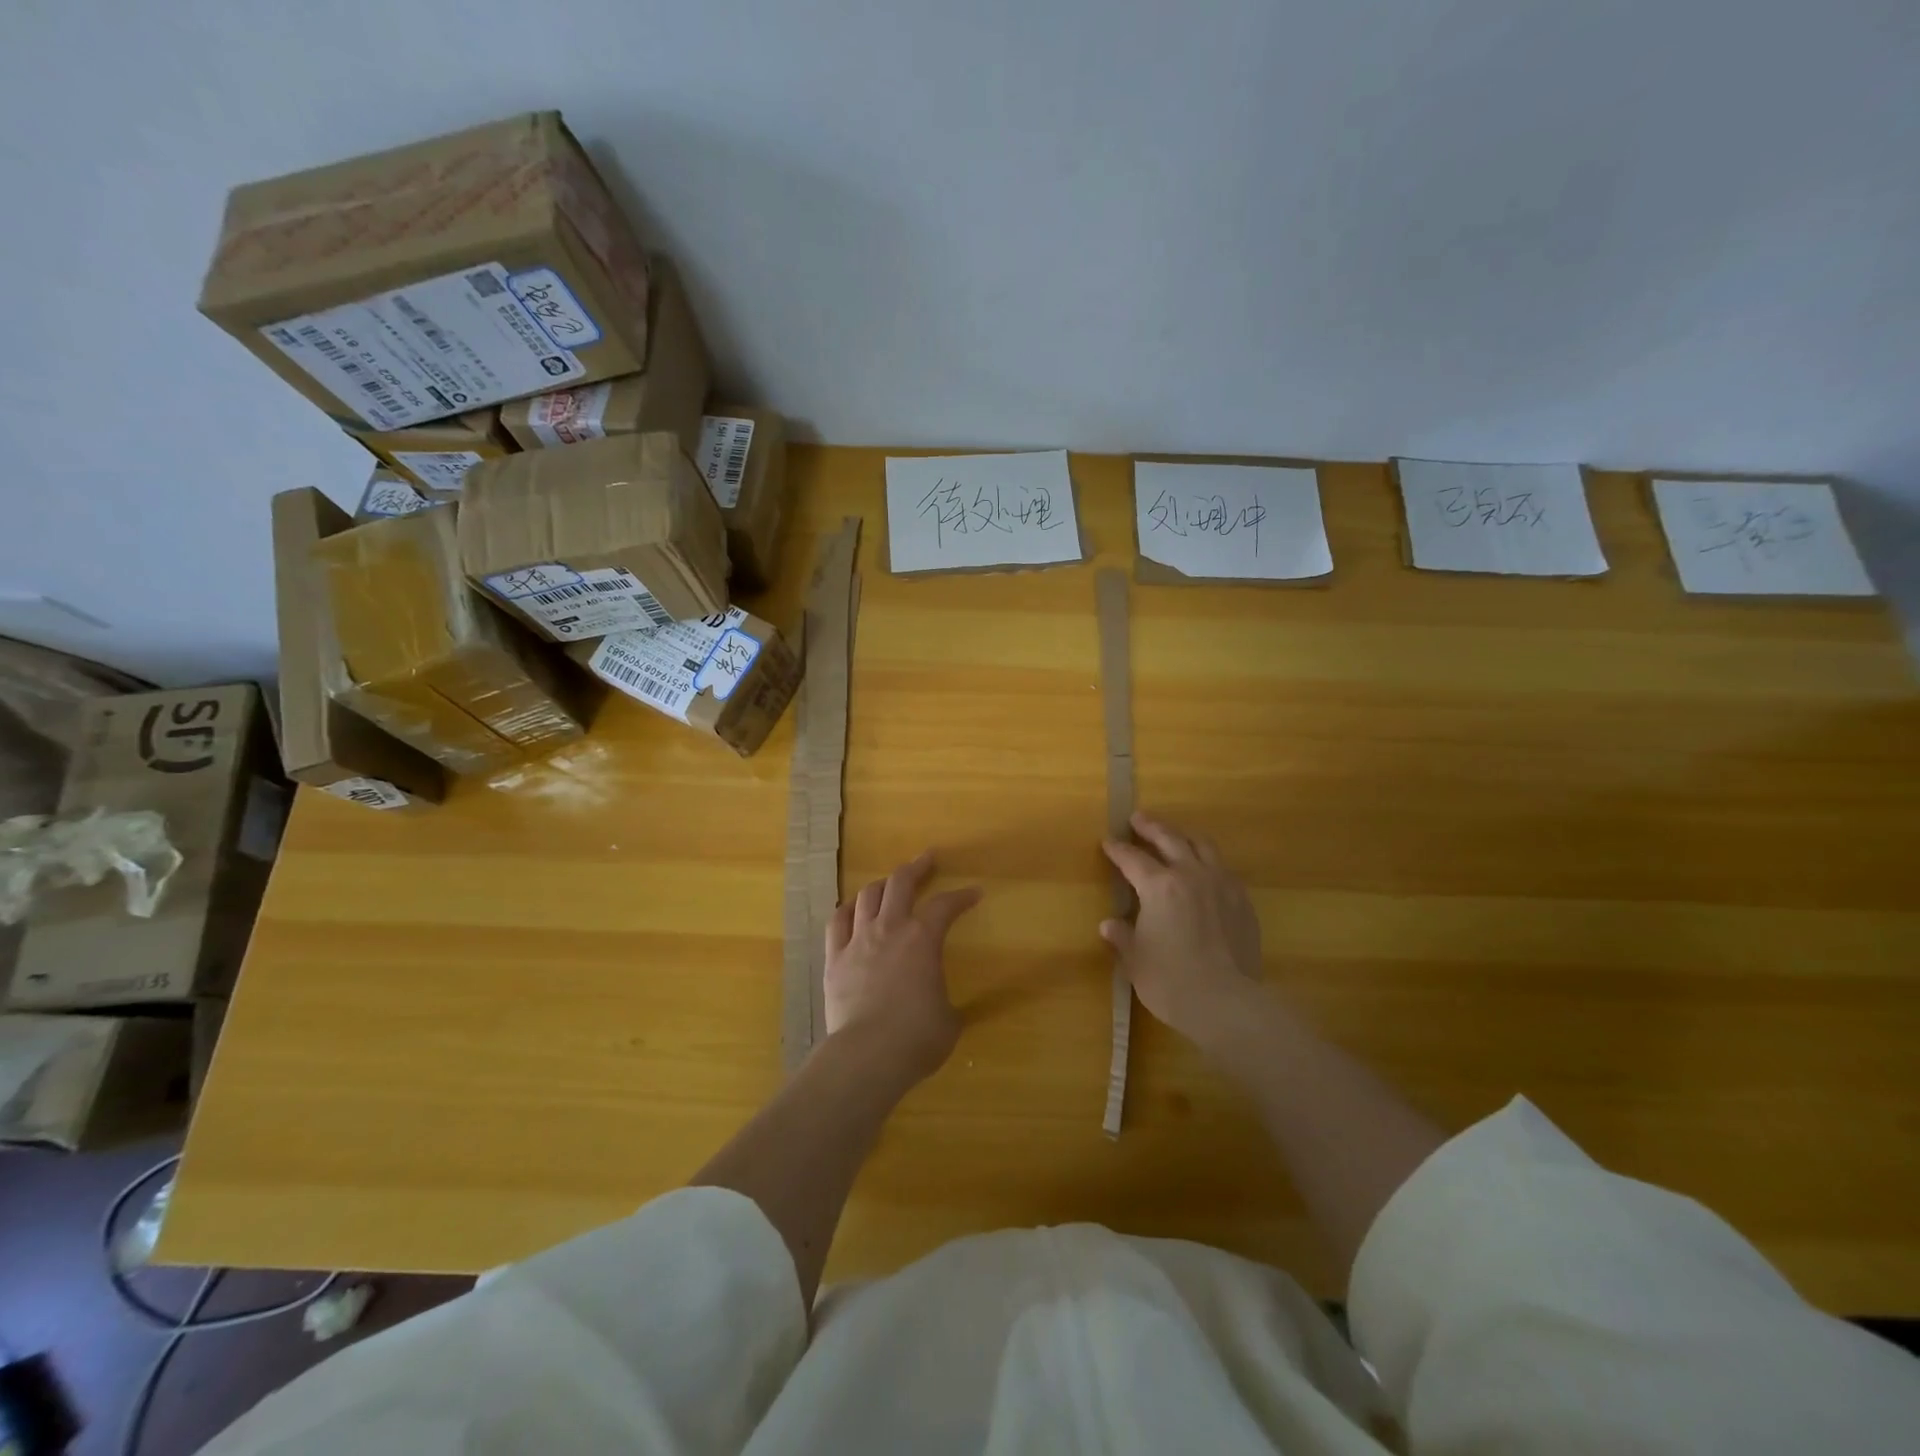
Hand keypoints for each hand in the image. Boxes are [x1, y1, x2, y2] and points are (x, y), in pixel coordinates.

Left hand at [825, 851, 981, 1088]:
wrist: (867, 1055)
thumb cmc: (917, 1038)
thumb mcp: (948, 1020)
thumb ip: (945, 1002)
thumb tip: (940, 1005)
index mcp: (923, 939)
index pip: (945, 905)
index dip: (962, 896)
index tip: (974, 893)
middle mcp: (890, 929)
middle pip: (901, 883)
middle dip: (917, 867)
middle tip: (927, 859)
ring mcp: (858, 941)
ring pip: (867, 896)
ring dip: (882, 884)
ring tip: (889, 883)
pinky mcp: (834, 959)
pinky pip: (837, 922)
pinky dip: (847, 910)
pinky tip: (852, 909)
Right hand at [1101, 811, 1261, 1046]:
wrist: (1227, 1002)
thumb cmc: (1171, 981)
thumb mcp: (1136, 960)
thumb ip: (1123, 937)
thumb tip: (1110, 925)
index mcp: (1159, 886)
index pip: (1132, 859)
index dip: (1117, 850)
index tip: (1108, 842)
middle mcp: (1190, 875)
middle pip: (1169, 838)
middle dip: (1151, 827)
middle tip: (1138, 819)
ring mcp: (1221, 884)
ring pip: (1202, 845)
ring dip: (1184, 836)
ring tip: (1175, 835)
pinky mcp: (1242, 900)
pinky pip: (1223, 868)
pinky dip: (1208, 861)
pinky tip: (1205, 870)